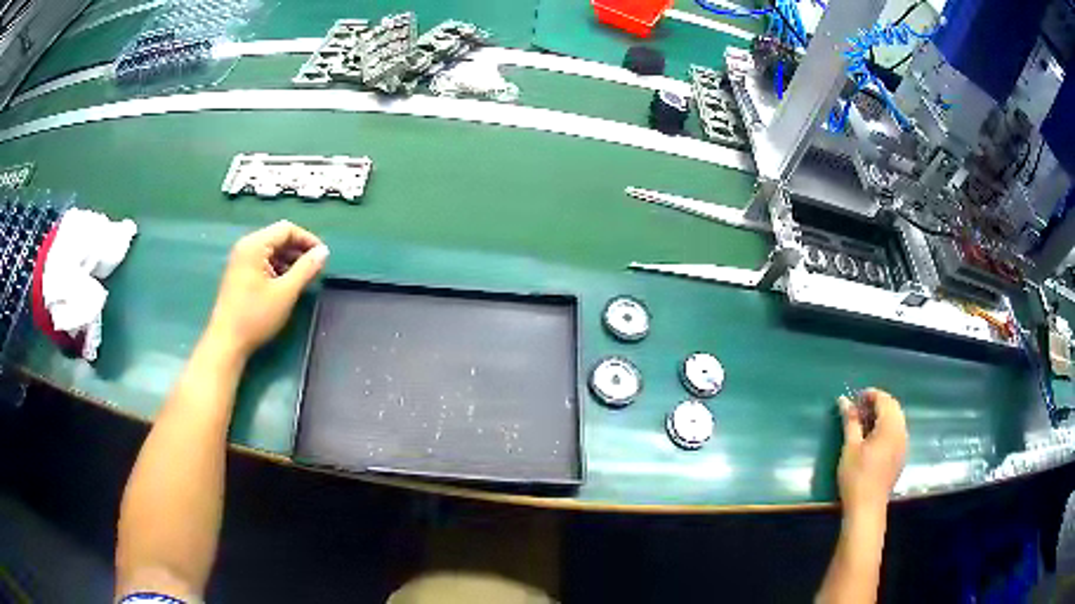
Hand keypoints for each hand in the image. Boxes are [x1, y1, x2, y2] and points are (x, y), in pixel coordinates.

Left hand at [206, 221, 327, 357]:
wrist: (226, 342)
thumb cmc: (255, 316)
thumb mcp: (286, 292)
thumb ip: (306, 269)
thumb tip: (323, 252)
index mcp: (255, 245)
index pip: (286, 229)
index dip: (308, 239)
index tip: (323, 256)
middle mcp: (246, 246)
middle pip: (278, 238)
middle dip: (298, 250)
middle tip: (315, 268)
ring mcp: (240, 260)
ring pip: (271, 251)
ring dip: (289, 260)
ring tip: (304, 278)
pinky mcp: (239, 274)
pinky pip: (263, 262)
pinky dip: (277, 268)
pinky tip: (286, 285)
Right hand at [836, 388, 907, 516]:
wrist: (867, 507)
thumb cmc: (857, 476)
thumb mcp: (850, 447)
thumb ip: (850, 421)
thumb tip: (844, 400)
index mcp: (890, 426)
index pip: (884, 399)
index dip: (870, 394)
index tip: (855, 398)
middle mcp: (901, 431)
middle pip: (893, 407)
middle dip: (878, 403)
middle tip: (859, 409)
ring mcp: (904, 444)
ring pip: (897, 419)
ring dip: (883, 415)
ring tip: (865, 423)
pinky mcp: (902, 455)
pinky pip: (898, 431)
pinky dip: (887, 427)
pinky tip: (874, 439)